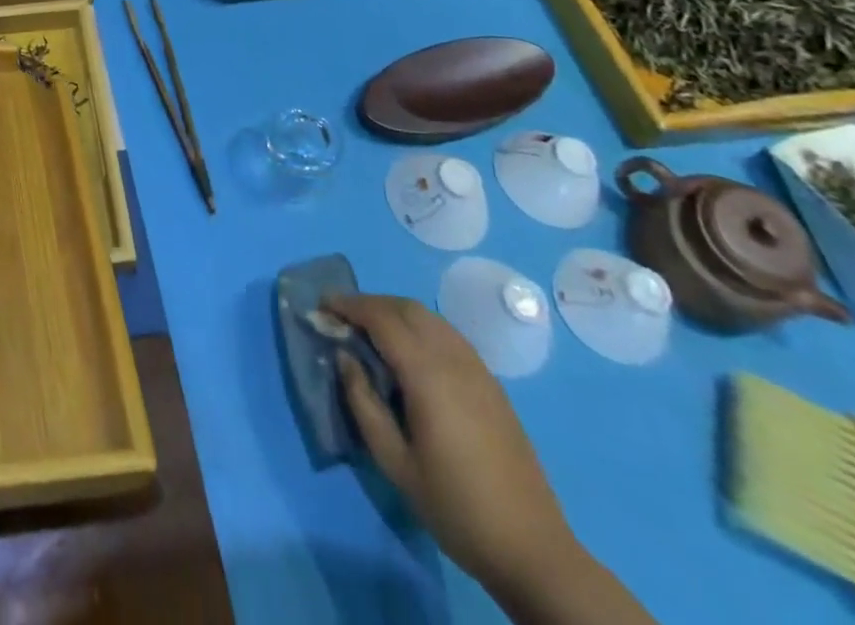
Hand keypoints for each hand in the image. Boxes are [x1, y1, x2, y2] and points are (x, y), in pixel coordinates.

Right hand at [320, 293, 577, 595]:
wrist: (532, 550)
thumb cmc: (455, 507)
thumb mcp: (394, 462)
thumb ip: (363, 402)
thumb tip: (344, 356)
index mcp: (428, 374)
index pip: (381, 318)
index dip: (348, 304)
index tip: (322, 304)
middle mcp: (454, 359)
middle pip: (406, 308)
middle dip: (370, 303)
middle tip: (342, 317)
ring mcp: (478, 369)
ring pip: (429, 318)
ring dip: (395, 312)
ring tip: (370, 332)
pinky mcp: (492, 384)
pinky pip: (448, 335)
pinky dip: (419, 327)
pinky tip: (408, 353)